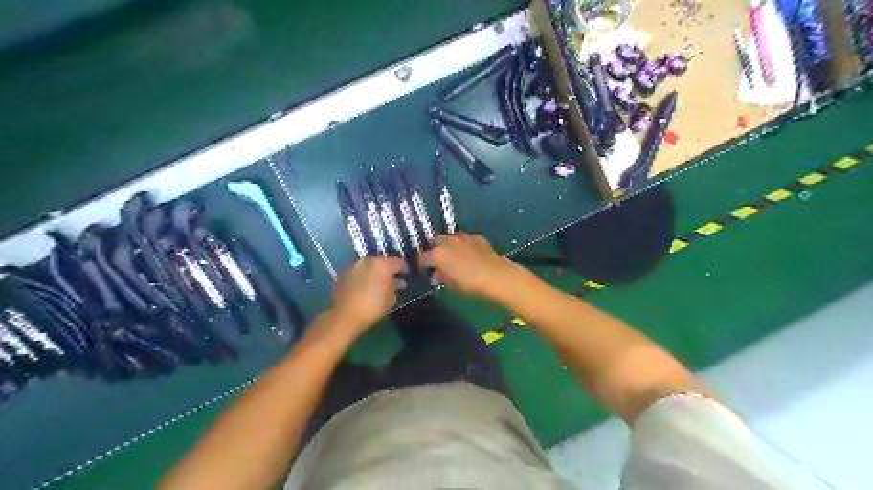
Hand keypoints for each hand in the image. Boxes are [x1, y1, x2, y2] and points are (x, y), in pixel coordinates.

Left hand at [330, 259, 407, 334]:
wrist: (345, 315)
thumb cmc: (373, 307)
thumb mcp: (390, 298)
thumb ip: (396, 286)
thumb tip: (399, 281)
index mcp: (382, 265)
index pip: (398, 262)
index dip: (404, 268)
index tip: (406, 274)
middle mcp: (368, 261)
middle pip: (382, 261)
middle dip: (388, 269)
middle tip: (392, 279)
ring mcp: (354, 265)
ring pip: (369, 265)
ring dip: (374, 271)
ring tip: (377, 282)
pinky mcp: (343, 272)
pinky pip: (358, 271)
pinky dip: (363, 276)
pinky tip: (364, 286)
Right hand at [416, 234, 512, 297]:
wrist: (494, 274)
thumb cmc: (469, 283)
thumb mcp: (451, 284)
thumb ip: (441, 277)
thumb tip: (436, 275)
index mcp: (437, 255)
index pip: (423, 257)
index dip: (422, 264)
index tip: (425, 269)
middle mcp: (447, 242)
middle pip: (435, 242)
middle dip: (435, 249)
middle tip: (439, 260)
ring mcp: (462, 237)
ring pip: (450, 237)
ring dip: (449, 245)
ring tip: (453, 254)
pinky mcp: (476, 237)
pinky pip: (465, 239)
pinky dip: (464, 244)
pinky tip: (469, 252)